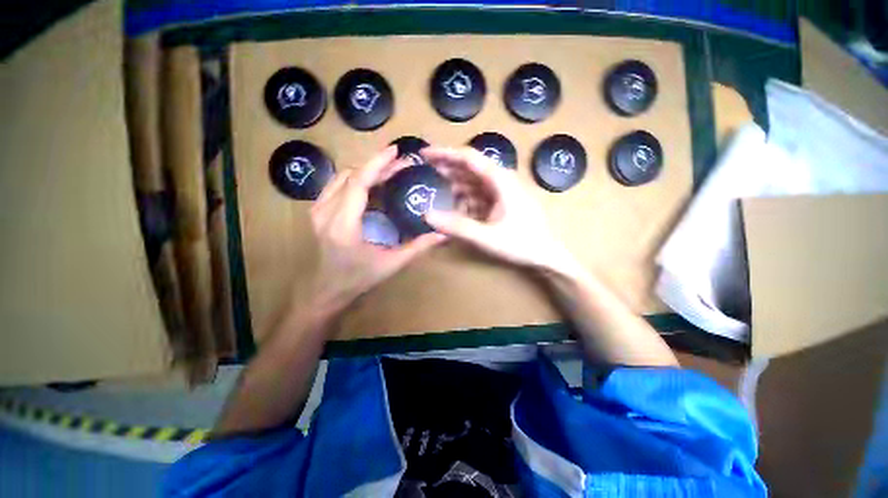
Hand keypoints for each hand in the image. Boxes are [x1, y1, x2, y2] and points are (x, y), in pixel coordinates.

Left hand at [308, 146, 444, 311]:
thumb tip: (443, 234)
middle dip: (377, 166)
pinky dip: (356, 180)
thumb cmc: (358, 279)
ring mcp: (317, 210)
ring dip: (366, 171)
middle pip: (351, 176)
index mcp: (343, 224)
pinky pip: (336, 186)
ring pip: (342, 177)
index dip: (377, 163)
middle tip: (400, 165)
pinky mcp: (317, 212)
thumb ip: (417, 247)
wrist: (326, 291)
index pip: (359, 182)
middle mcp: (325, 211)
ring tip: (388, 172)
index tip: (395, 151)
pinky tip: (371, 185)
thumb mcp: (391, 264)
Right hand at [422, 146, 578, 274]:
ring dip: (456, 185)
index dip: (445, 154)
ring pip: (474, 182)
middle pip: (470, 167)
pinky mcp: (503, 201)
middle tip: (425, 170)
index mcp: (501, 180)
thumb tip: (426, 215)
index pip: (469, 158)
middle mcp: (502, 180)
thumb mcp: (486, 237)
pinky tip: (458, 207)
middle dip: (448, 167)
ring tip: (437, 189)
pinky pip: (480, 195)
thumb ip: (457, 226)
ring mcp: (503, 191)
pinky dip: (467, 199)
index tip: (424, 154)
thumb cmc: (521, 244)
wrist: (547, 255)